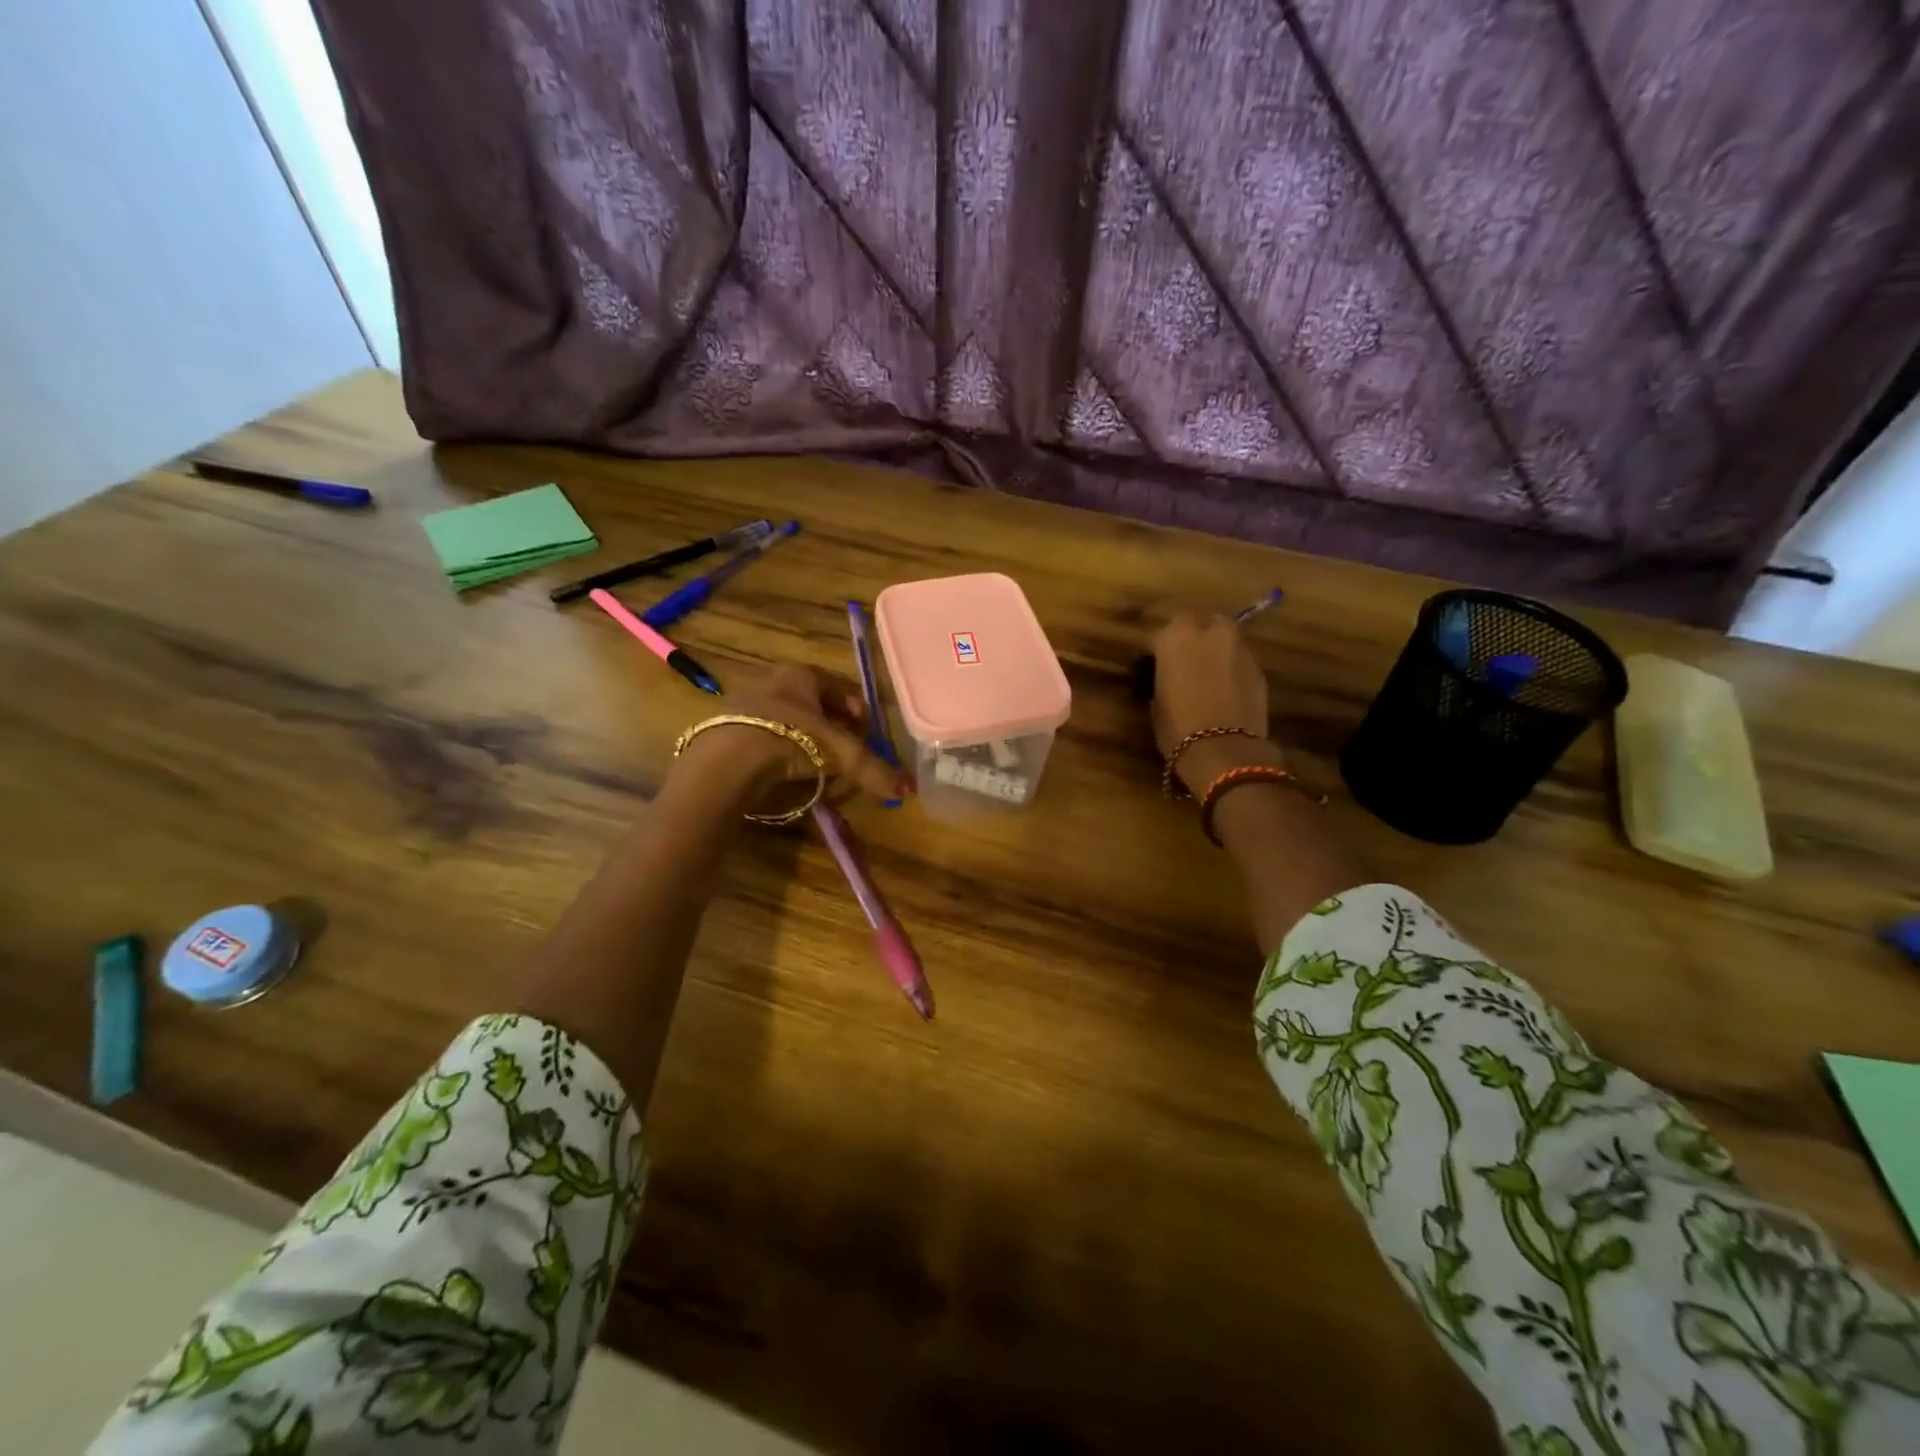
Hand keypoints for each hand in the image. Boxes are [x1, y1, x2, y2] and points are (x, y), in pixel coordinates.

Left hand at [675, 662, 909, 808]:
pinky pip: (762, 730)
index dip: (856, 709)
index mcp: (802, 673)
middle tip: (842, 747)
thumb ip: (872, 769)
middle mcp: (773, 677)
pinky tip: (781, 765)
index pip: (838, 686)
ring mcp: (745, 698)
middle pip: (811, 699)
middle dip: (830, 721)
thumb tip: (906, 790)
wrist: (730, 758)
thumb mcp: (840, 754)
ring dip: (802, 733)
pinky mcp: (725, 722)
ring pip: (785, 714)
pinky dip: (776, 744)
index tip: (864, 731)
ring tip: (813, 759)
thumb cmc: (792, 740)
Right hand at [1149, 615, 1281, 794]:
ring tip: (1206, 676)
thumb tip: (1168, 678)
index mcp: (1176, 637)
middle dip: (1193, 638)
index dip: (1156, 651)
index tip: (1152, 667)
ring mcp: (1239, 649)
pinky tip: (1224, 690)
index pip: (1159, 635)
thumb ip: (1164, 679)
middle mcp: (1210, 633)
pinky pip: (1239, 661)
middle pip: (1201, 625)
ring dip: (1215, 652)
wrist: (1225, 750)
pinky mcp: (1260, 669)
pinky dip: (1231, 669)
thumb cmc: (1178, 727)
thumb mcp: (1157, 702)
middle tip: (1184, 663)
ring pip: (1224, 640)